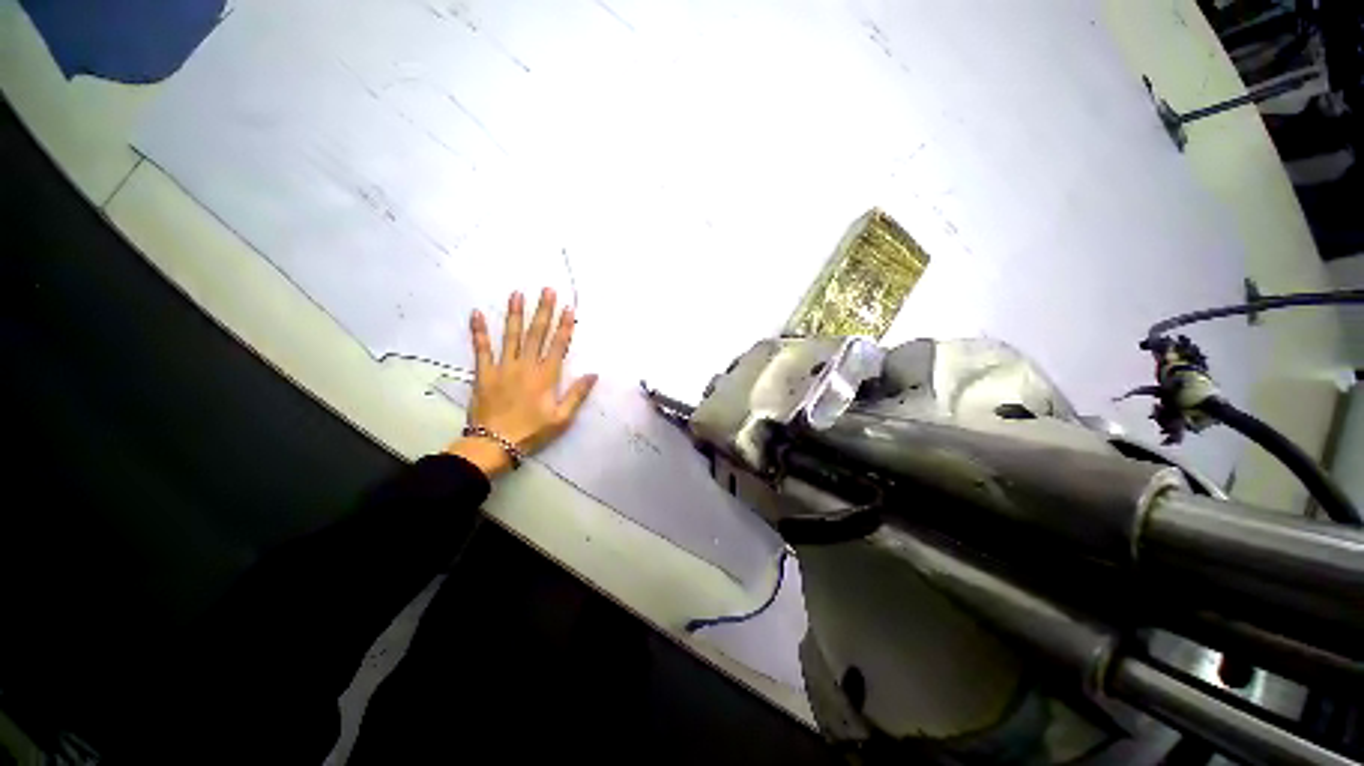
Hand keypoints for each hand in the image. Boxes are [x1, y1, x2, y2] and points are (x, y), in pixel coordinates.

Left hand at [446, 288, 597, 476]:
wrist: (494, 444)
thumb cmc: (532, 431)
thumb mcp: (562, 418)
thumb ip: (577, 394)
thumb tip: (593, 374)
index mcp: (546, 376)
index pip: (558, 345)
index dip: (565, 326)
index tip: (569, 308)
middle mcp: (526, 366)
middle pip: (536, 334)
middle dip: (543, 311)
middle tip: (547, 290)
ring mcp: (503, 367)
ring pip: (511, 336)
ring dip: (515, 314)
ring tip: (517, 293)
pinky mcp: (484, 373)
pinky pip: (481, 349)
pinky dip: (479, 331)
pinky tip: (477, 313)